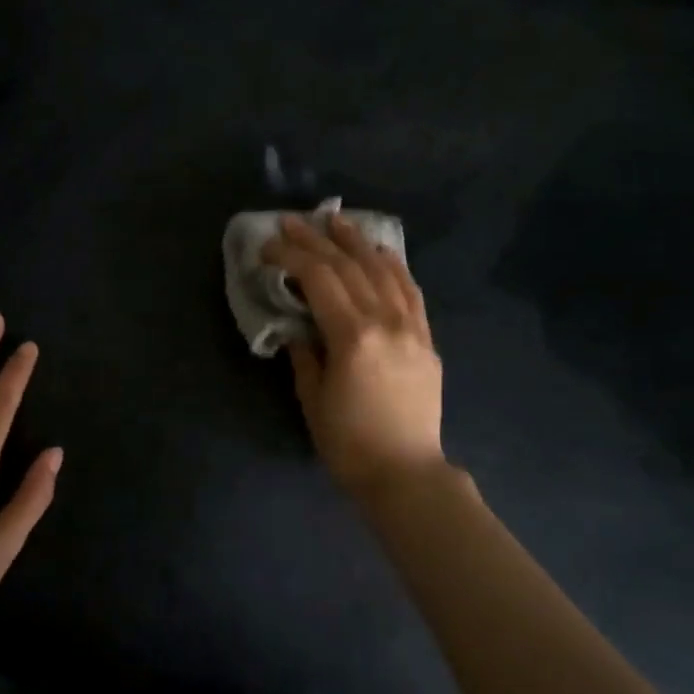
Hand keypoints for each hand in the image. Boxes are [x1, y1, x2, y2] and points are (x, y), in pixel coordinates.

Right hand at [262, 213, 444, 498]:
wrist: (406, 473)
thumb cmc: (349, 442)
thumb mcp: (312, 398)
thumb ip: (304, 354)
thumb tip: (297, 328)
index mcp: (353, 336)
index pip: (319, 279)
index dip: (291, 256)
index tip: (268, 246)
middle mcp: (386, 321)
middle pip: (349, 267)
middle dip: (317, 240)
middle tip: (293, 221)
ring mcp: (411, 328)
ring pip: (383, 271)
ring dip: (357, 242)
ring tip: (337, 220)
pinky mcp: (426, 339)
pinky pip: (411, 291)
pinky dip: (394, 266)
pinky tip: (382, 252)